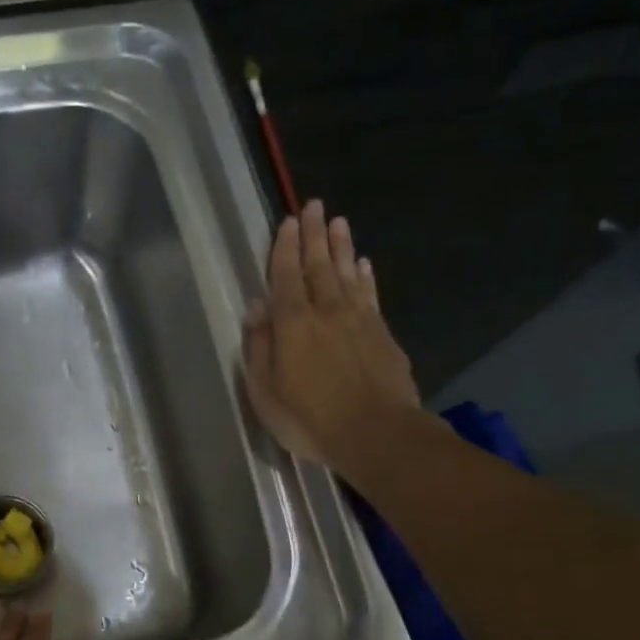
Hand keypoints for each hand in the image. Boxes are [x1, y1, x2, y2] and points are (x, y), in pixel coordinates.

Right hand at [243, 199, 421, 470]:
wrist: (376, 434)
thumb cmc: (310, 420)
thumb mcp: (266, 392)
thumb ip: (260, 347)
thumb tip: (257, 307)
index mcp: (293, 324)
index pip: (285, 276)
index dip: (285, 248)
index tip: (288, 220)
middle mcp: (326, 311)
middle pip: (319, 265)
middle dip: (314, 234)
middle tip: (314, 205)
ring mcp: (359, 320)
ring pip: (348, 273)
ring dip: (341, 246)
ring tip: (338, 222)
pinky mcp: (382, 334)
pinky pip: (370, 294)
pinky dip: (365, 276)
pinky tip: (364, 264)